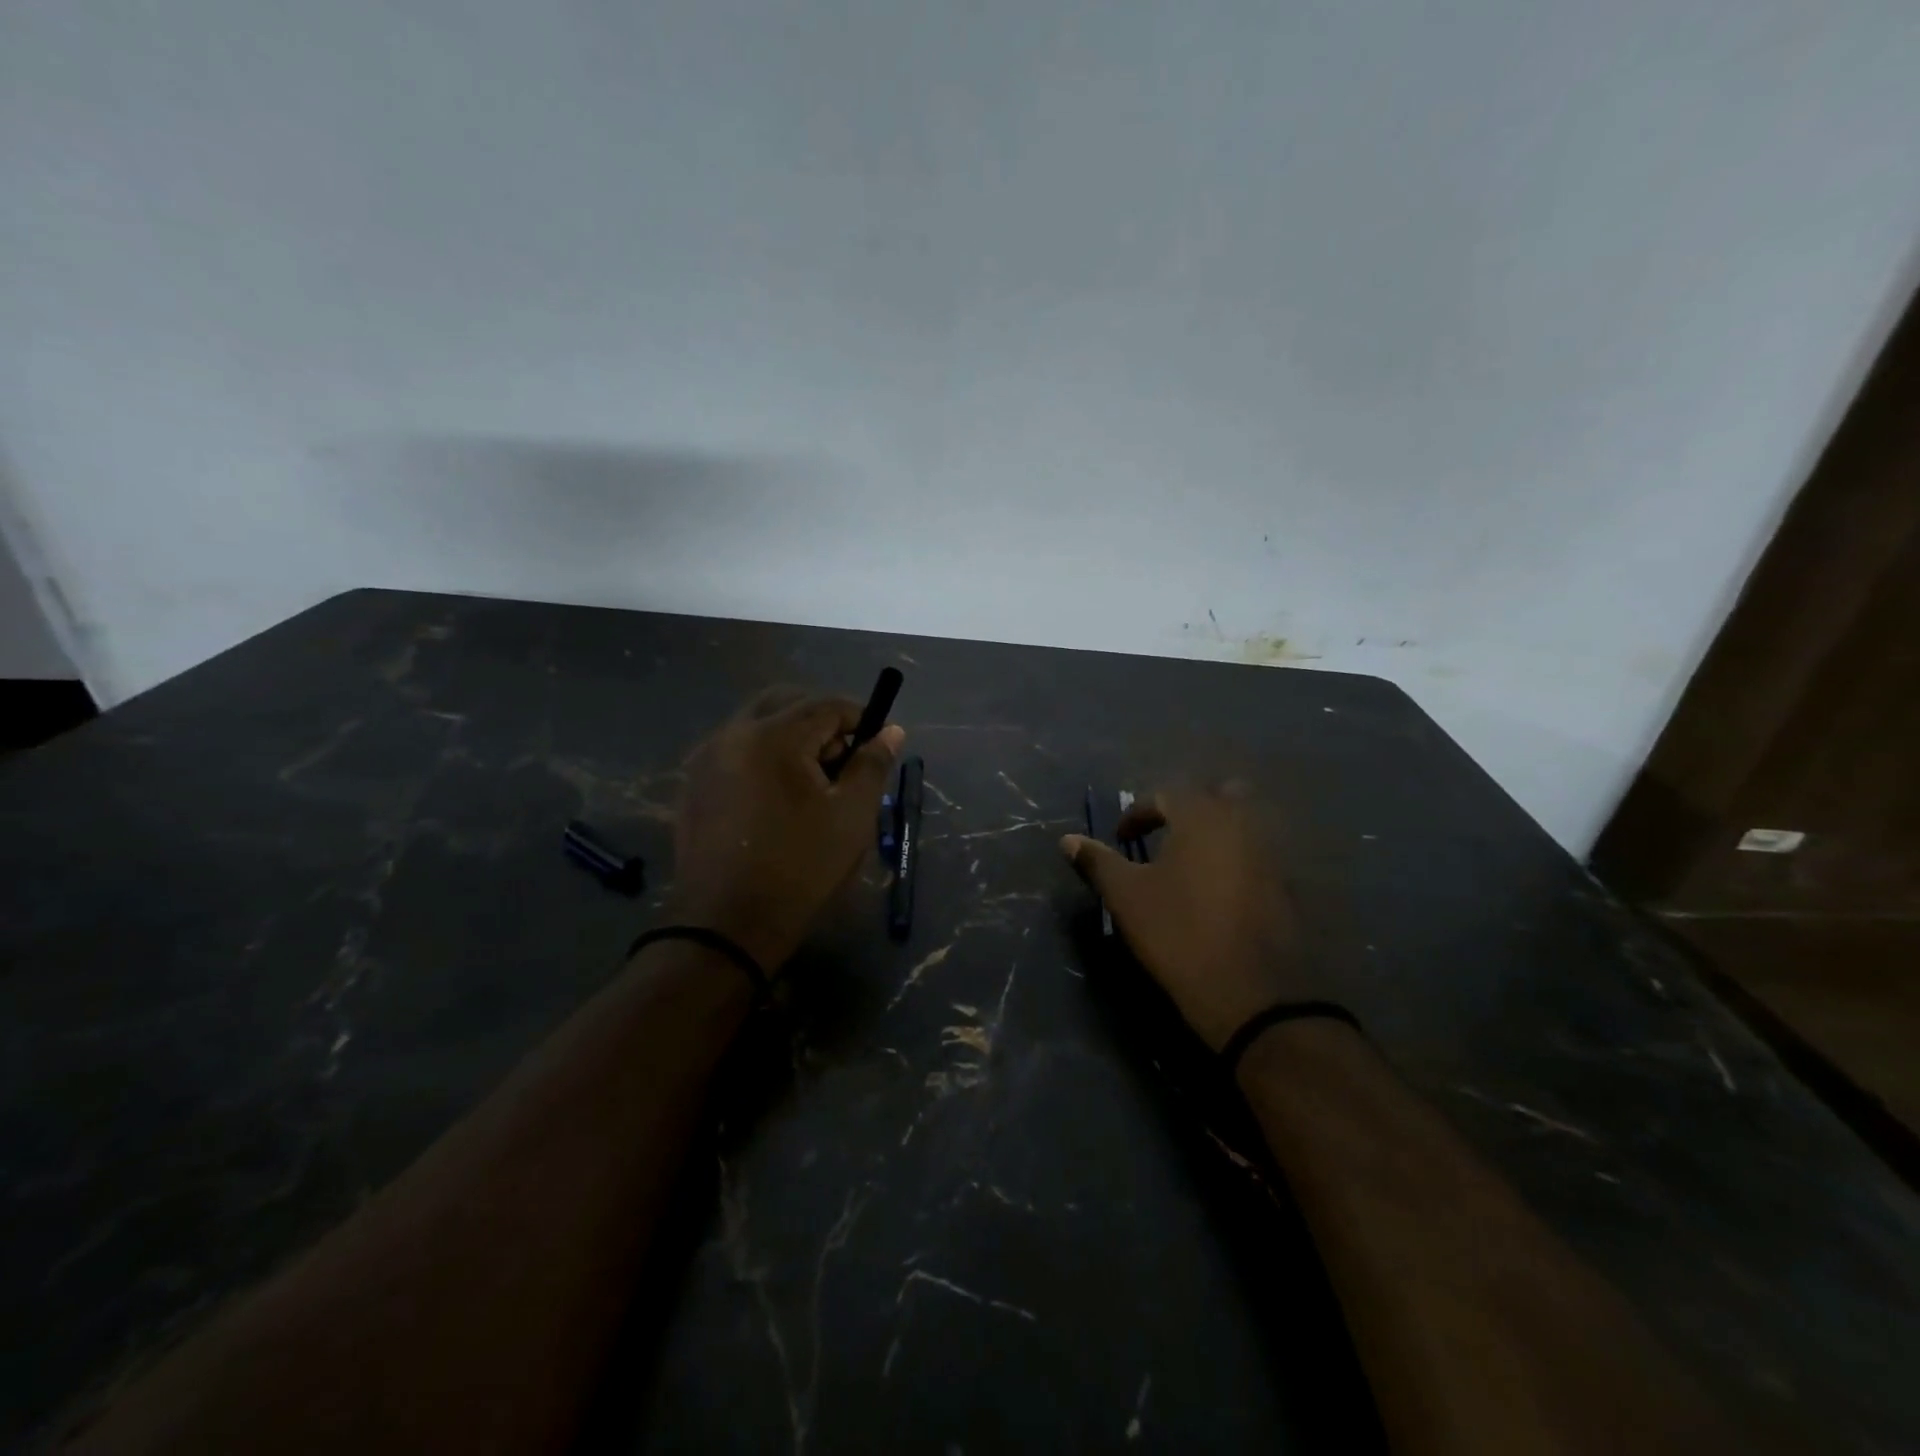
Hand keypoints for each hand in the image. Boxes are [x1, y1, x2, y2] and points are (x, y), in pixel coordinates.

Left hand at [668, 688, 904, 973]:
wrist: (727, 924)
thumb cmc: (800, 867)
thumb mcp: (852, 816)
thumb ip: (872, 765)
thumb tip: (890, 731)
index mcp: (773, 737)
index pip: (827, 704)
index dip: (860, 717)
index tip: (877, 745)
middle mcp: (733, 734)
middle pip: (786, 702)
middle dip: (821, 720)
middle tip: (842, 760)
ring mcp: (706, 758)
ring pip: (757, 722)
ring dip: (790, 735)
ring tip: (810, 781)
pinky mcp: (693, 783)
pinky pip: (735, 748)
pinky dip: (762, 754)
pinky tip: (776, 796)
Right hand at [1061, 785, 1307, 1050]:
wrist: (1250, 992)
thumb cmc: (1179, 932)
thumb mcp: (1126, 896)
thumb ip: (1098, 862)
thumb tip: (1067, 840)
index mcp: (1201, 816)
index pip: (1166, 794)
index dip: (1138, 813)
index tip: (1121, 838)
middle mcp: (1241, 823)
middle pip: (1218, 794)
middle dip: (1189, 807)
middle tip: (1164, 834)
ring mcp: (1270, 853)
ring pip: (1243, 822)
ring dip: (1215, 830)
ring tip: (1187, 862)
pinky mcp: (1285, 884)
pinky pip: (1257, 853)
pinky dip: (1236, 857)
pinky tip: (1216, 888)